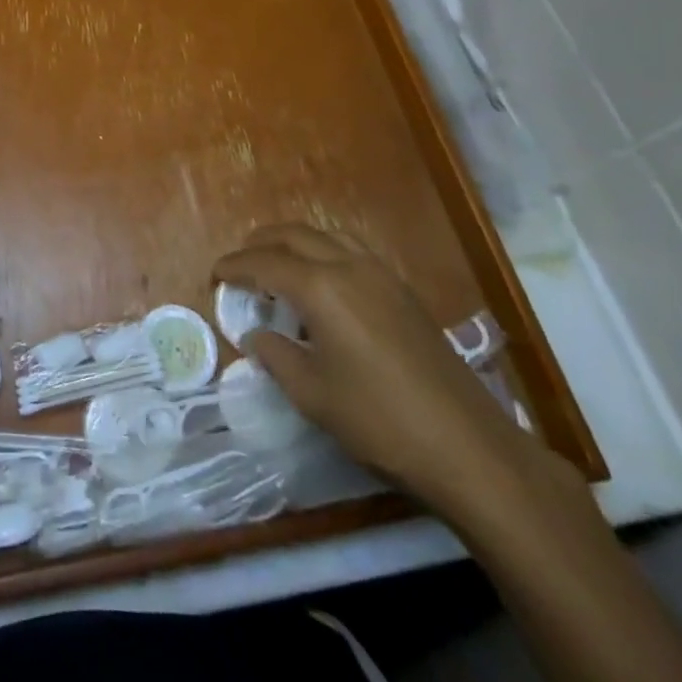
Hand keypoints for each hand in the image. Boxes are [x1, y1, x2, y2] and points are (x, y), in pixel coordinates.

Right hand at [213, 224, 530, 513]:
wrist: (467, 446)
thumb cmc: (379, 420)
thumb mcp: (312, 394)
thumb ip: (276, 355)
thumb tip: (257, 334)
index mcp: (320, 287)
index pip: (264, 263)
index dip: (234, 266)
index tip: (214, 274)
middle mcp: (348, 266)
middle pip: (294, 235)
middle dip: (260, 243)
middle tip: (240, 264)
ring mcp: (381, 275)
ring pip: (326, 236)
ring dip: (294, 242)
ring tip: (276, 265)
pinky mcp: (402, 291)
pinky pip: (350, 251)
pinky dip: (323, 253)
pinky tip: (321, 283)